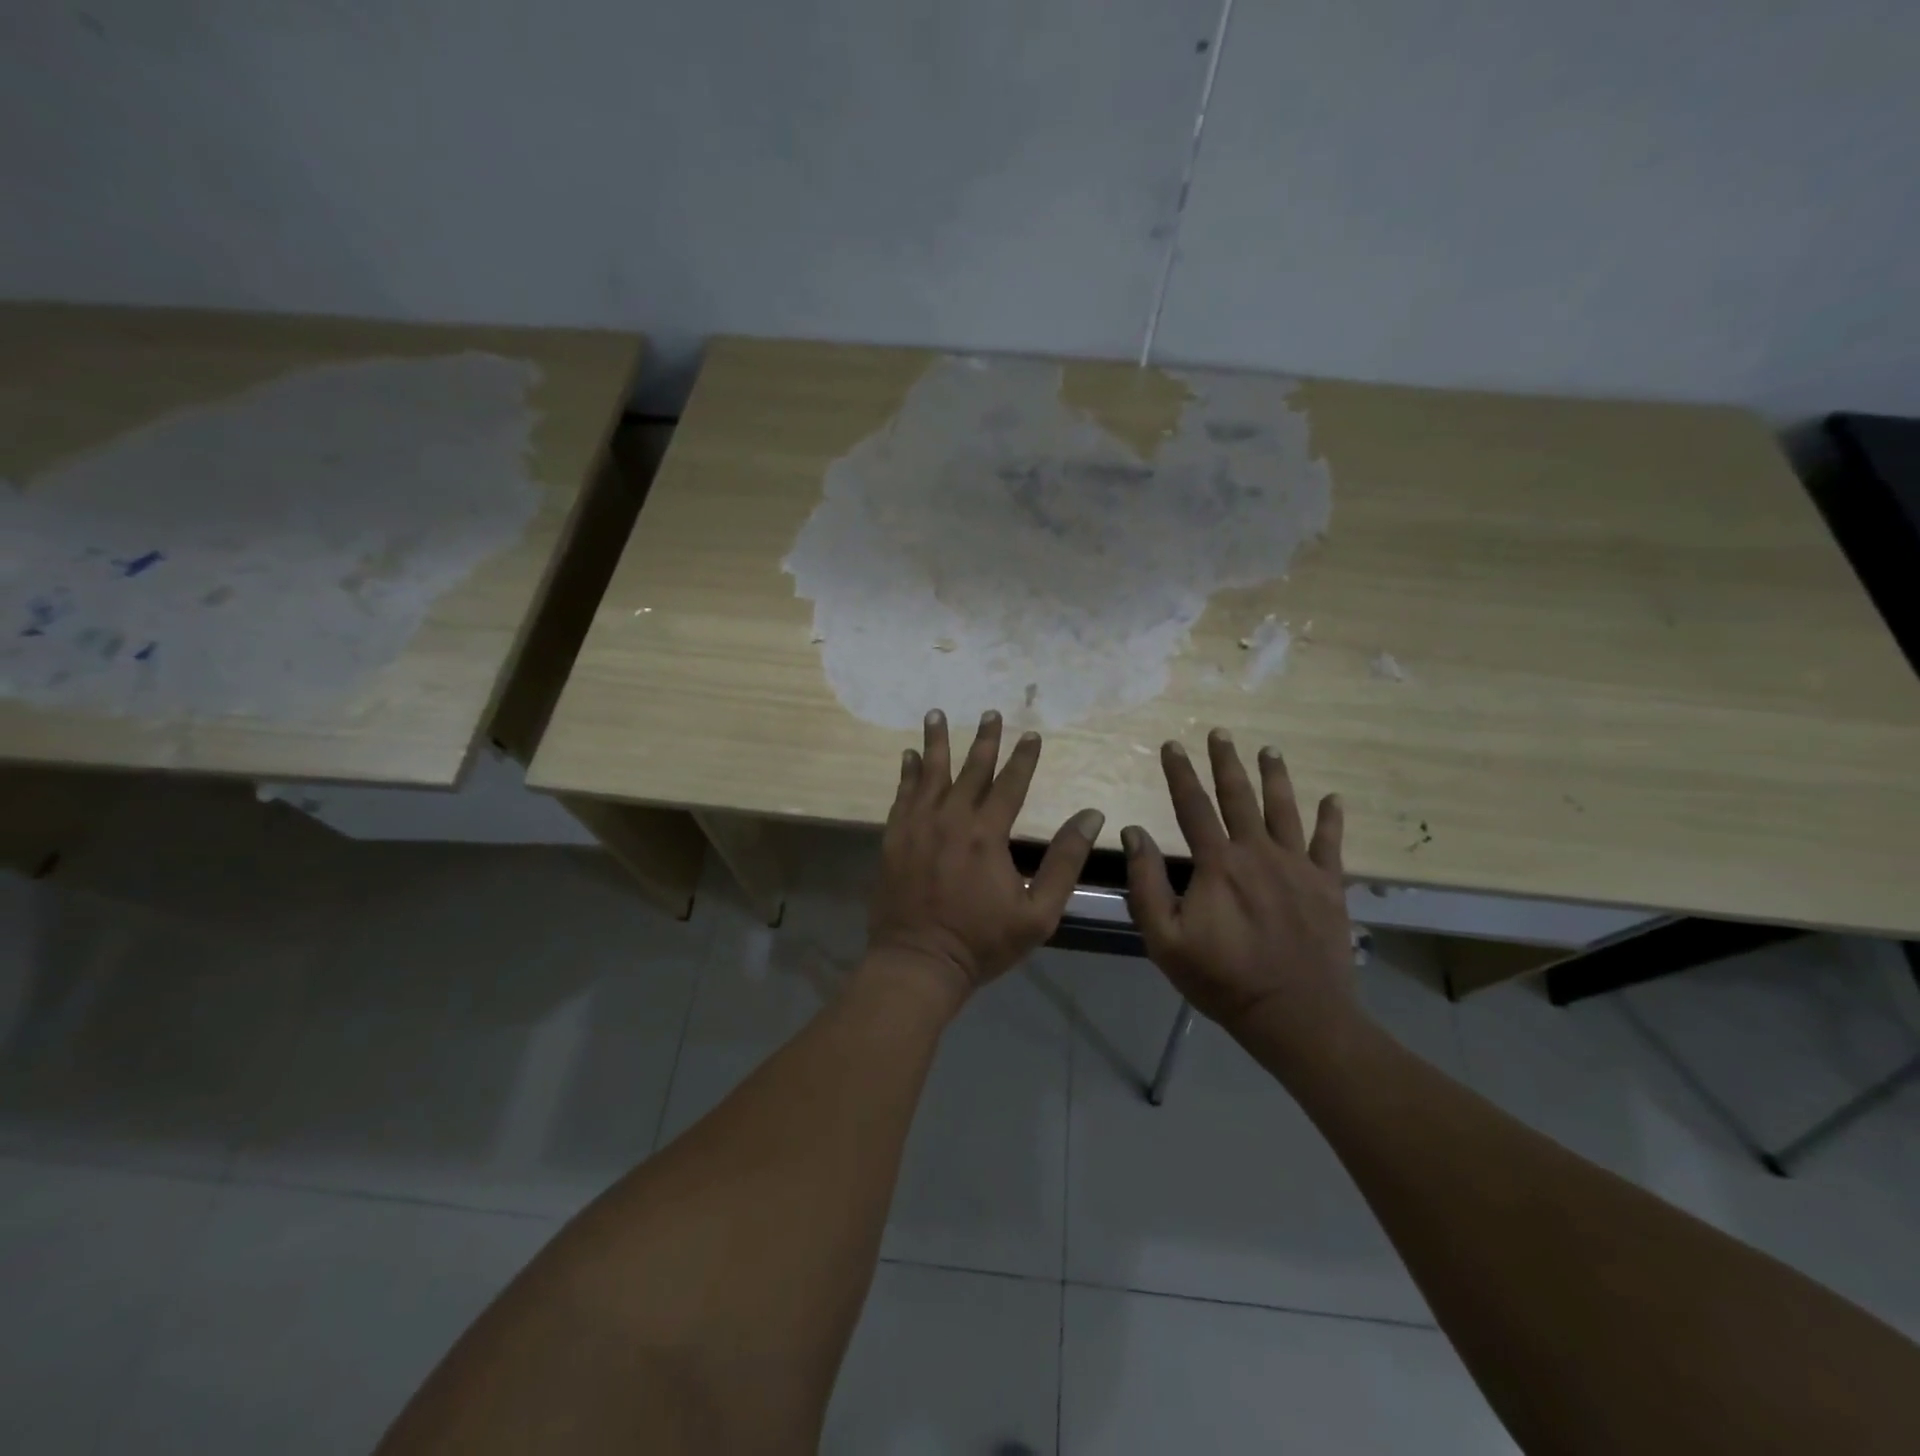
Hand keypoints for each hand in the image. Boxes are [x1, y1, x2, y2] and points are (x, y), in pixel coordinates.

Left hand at [868, 708, 1103, 1011]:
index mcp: (987, 834)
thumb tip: (1091, 815)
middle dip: (984, 740)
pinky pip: (901, 795)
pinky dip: (907, 773)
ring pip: (930, 773)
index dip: (1023, 757)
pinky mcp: (894, 838)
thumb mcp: (1038, 912)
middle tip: (991, 712)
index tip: (1032, 734)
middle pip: (971, 770)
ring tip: (936, 714)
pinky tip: (908, 757)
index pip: (1010, 784)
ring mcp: (917, 826)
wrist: (918, 962)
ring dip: (936, 742)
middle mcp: (951, 819)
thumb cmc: (982, 942)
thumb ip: (1065, 861)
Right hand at [1123, 729, 1357, 1046]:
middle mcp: (1258, 853)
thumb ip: (1146, 882)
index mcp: (1218, 864)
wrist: (1295, 1015)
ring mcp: (1298, 866)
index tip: (1172, 745)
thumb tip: (1134, 832)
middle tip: (1220, 734)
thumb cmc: (1222, 979)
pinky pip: (1331, 844)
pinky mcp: (1329, 886)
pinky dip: (1331, 819)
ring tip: (1268, 750)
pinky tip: (1333, 799)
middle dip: (1226, 762)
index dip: (1180, 773)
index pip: (1192, 806)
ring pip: (1284, 810)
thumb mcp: (1165, 938)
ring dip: (1275, 777)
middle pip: (1239, 797)